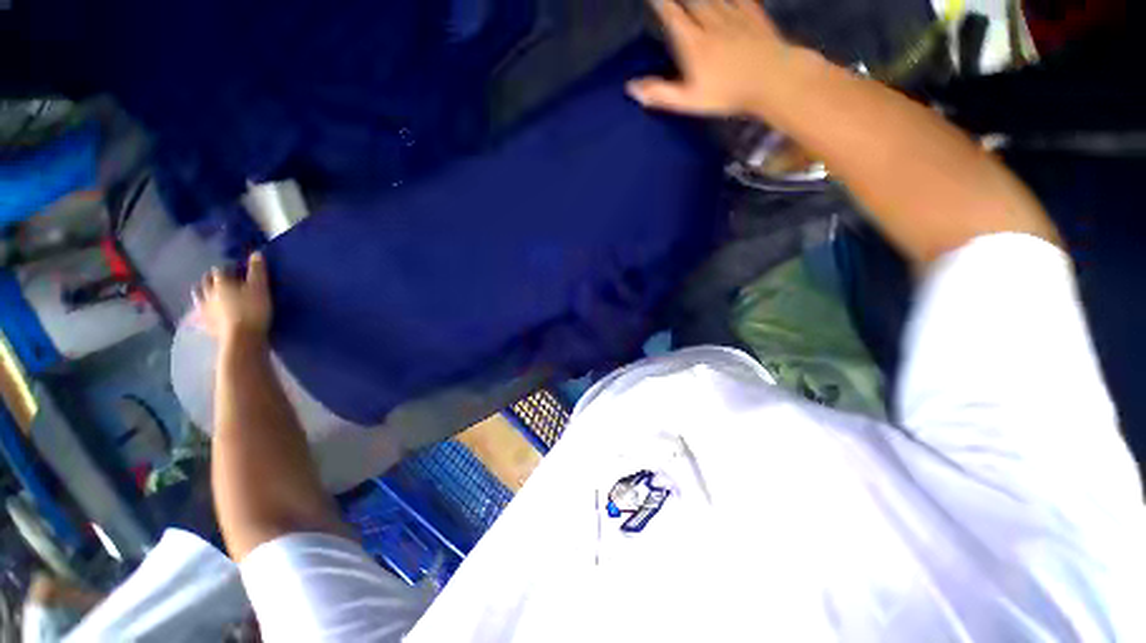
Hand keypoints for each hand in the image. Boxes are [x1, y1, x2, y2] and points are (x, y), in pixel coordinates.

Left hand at [193, 252, 272, 342]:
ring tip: (210, 294)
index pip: (220, 270)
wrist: (242, 338)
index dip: (228, 268)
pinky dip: (203, 310)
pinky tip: (207, 312)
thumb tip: (255, 253)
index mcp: (221, 283)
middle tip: (220, 279)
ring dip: (203, 292)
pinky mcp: (206, 324)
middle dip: (211, 279)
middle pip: (205, 282)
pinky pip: (200, 313)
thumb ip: (257, 271)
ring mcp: (204, 309)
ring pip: (199, 296)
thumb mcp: (260, 288)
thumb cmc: (253, 310)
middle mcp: (208, 293)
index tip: (237, 270)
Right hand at [627, 0, 791, 116]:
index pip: (672, 16)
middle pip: (691, 0)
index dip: (661, 3)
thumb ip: (660, 93)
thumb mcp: (689, 100)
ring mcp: (733, 14)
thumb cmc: (727, 94)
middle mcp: (710, 21)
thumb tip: (630, 87)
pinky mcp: (753, 13)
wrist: (772, 79)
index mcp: (693, 43)